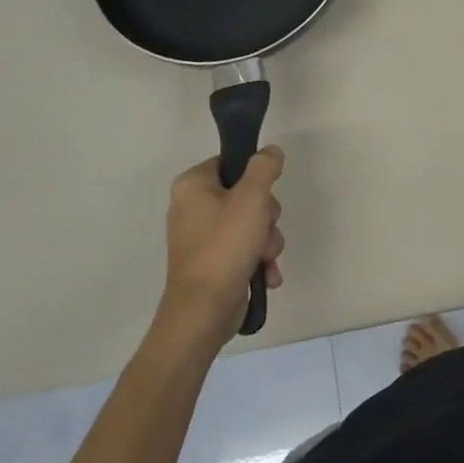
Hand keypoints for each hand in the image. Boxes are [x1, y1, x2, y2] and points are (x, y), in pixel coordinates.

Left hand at [155, 147, 285, 350]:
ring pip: (252, 224)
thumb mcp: (252, 198)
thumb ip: (264, 168)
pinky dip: (258, 260)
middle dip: (266, 217)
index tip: (264, 195)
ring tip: (263, 258)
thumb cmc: (224, 246)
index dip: (255, 178)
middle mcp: (193, 207)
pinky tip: (266, 275)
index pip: (232, 163)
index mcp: (192, 186)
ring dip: (267, 241)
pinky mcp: (213, 261)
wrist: (204, 310)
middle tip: (262, 230)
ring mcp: (203, 237)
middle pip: (248, 195)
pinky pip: (245, 248)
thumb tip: (270, 151)